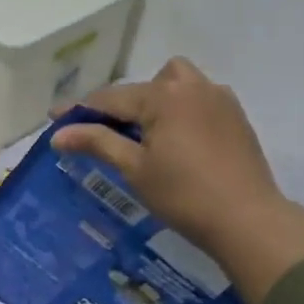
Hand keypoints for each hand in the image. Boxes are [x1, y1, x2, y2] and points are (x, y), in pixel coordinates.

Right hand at [51, 58, 303, 303]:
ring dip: (157, 98)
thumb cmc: (184, 195)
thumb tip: (59, 133)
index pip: (111, 98)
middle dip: (123, 103)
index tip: (55, 119)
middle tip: (110, 132)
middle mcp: (192, 86)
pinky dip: (182, 109)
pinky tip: (179, 139)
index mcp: (163, 95)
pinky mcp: (236, 116)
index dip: (80, 110)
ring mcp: (219, 98)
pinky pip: (200, 98)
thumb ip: (98, 142)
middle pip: (146, 84)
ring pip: (178, 83)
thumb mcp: (135, 168)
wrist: (248, 220)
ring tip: (149, 132)